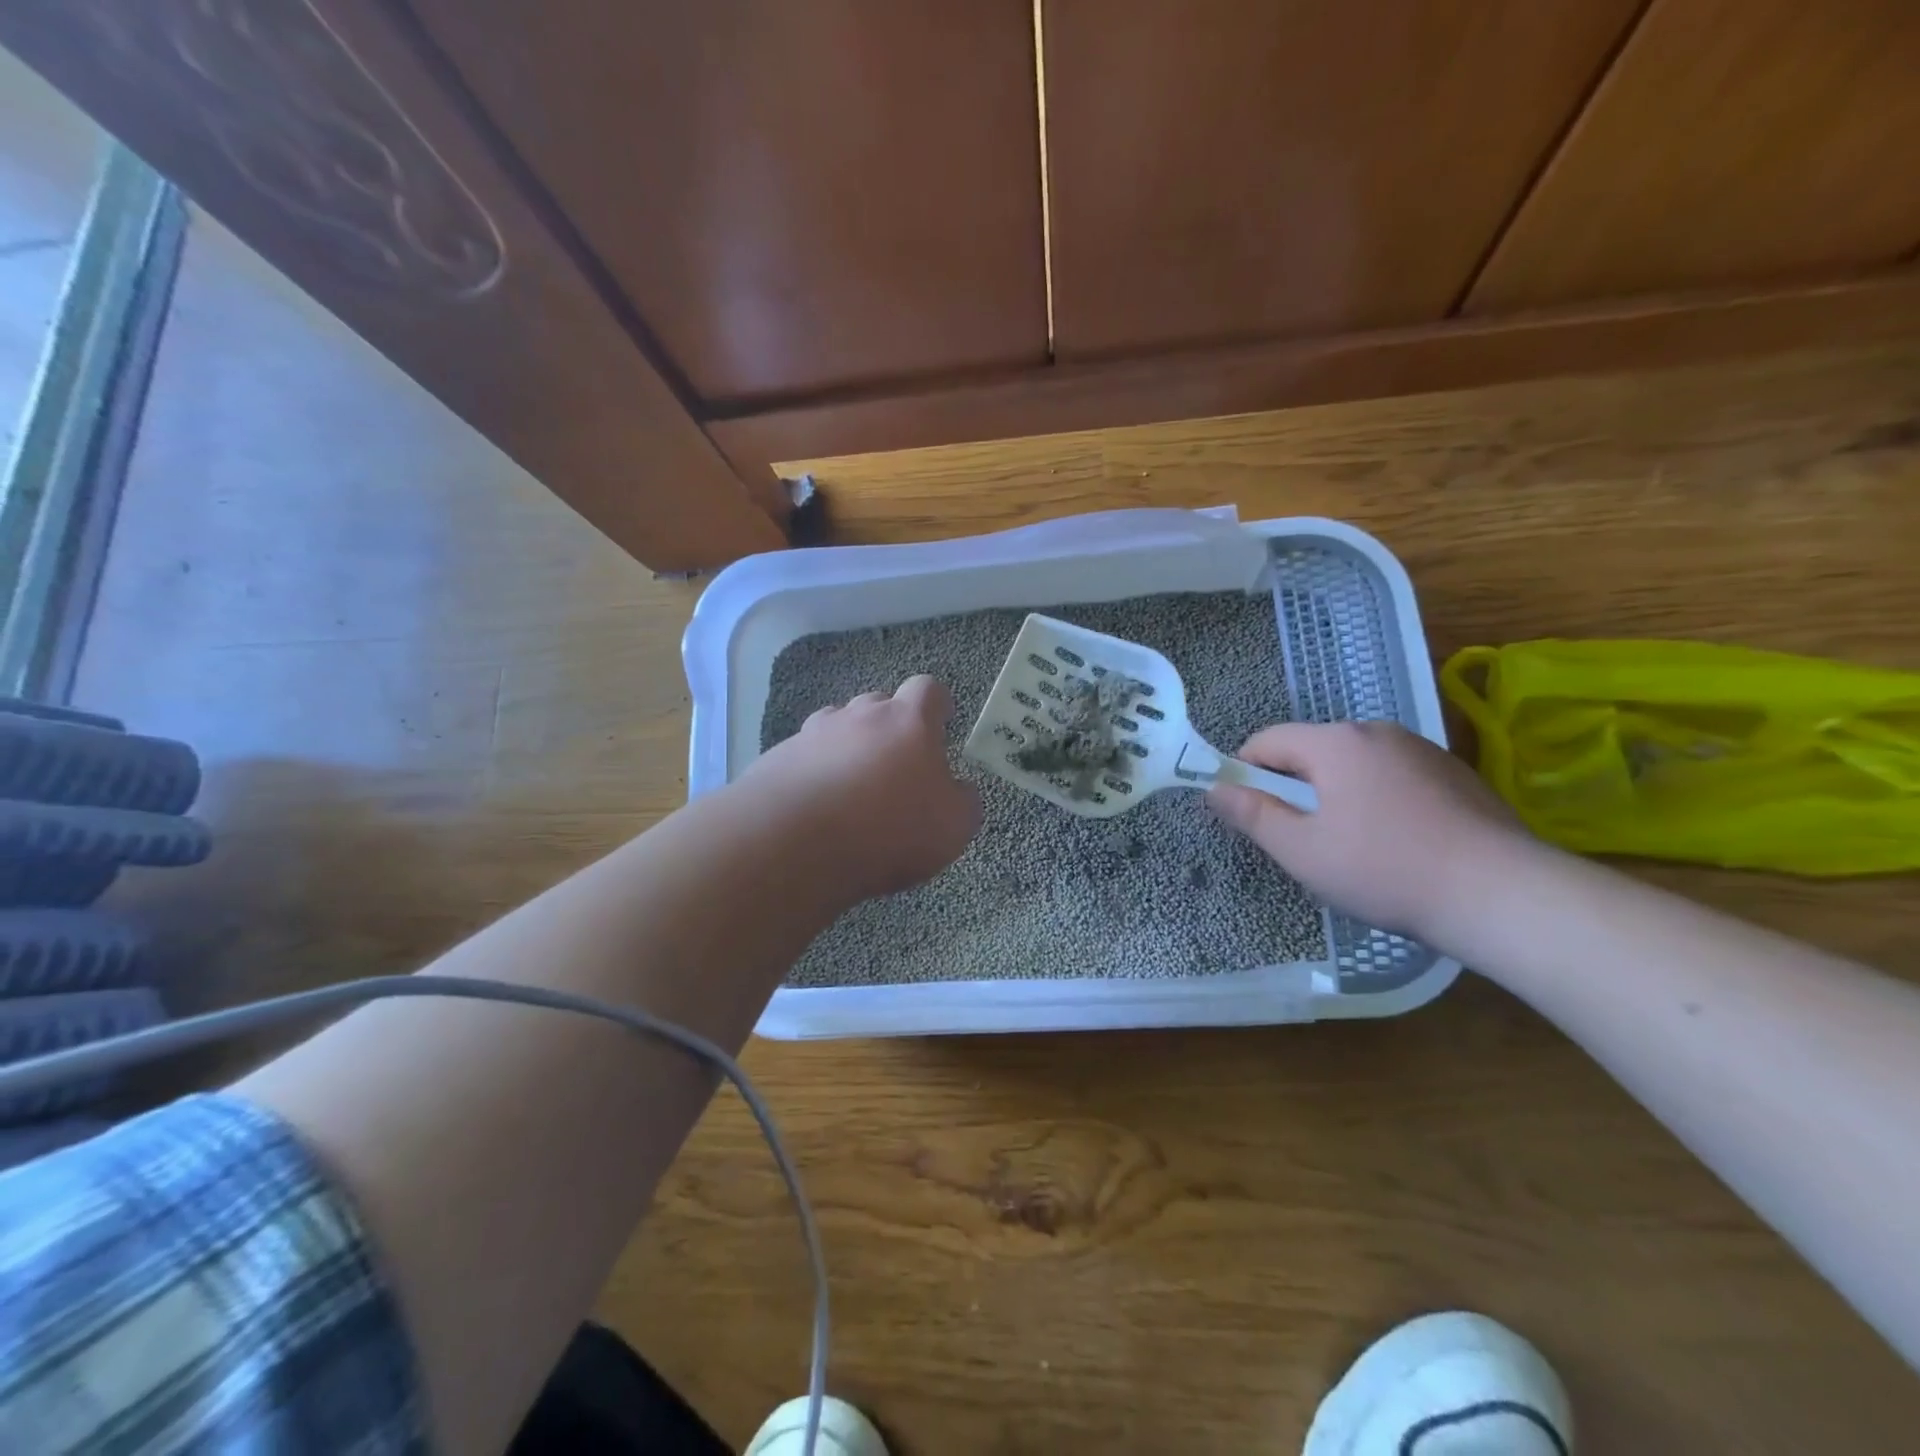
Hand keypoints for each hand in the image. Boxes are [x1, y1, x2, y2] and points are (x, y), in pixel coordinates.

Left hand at [744, 675, 982, 900]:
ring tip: (851, 788)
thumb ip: (964, 800)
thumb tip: (958, 789)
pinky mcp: (777, 758)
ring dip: (848, 747)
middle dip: (890, 727)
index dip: (937, 705)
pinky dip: (814, 773)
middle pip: (879, 704)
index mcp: (909, 721)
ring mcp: (813, 734)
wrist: (795, 843)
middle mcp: (860, 715)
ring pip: (837, 727)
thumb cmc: (889, 829)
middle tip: (896, 766)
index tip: (941, 724)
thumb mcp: (954, 826)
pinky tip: (816, 808)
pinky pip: (804, 756)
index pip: (928, 689)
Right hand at [1206, 721, 1533, 943]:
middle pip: (1312, 751)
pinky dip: (1377, 800)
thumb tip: (1214, 788)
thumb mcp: (1302, 850)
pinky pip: (1392, 777)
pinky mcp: (1455, 774)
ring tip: (1349, 846)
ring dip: (1335, 794)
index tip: (1246, 812)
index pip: (1267, 740)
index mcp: (1336, 742)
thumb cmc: (1384, 870)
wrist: (1503, 894)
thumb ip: (1252, 814)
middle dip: (1293, 787)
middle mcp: (1377, 732)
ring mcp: (1422, 750)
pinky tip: (1396, 844)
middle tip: (1298, 838)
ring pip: (1354, 765)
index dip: (1245, 772)